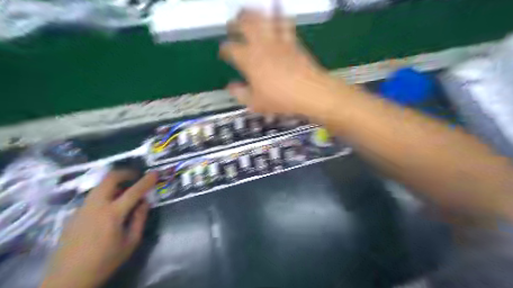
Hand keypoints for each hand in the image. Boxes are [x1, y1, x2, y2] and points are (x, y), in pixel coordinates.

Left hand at [40, 171, 156, 287]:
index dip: (147, 180)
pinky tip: (109, 208)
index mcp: (112, 214)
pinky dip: (105, 194)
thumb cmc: (105, 261)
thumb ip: (140, 219)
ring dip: (114, 183)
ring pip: (99, 186)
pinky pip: (93, 197)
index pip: (134, 191)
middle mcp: (95, 206)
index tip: (155, 173)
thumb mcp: (131, 242)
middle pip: (109, 179)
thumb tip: (144, 202)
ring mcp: (82, 209)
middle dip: (125, 173)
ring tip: (124, 192)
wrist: (68, 279)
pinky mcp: (73, 215)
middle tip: (135, 176)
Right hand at [219, 11, 332, 115]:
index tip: (224, 53)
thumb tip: (231, 86)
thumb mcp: (255, 103)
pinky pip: (284, 22)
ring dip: (253, 13)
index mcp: (249, 60)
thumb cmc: (280, 99)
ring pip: (263, 18)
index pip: (231, 49)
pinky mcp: (292, 40)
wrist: (309, 92)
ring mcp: (277, 40)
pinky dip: (278, 15)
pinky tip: (276, 12)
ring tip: (249, 13)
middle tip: (233, 24)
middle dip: (236, 22)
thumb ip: (240, 94)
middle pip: (245, 24)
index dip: (225, 50)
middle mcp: (261, 45)